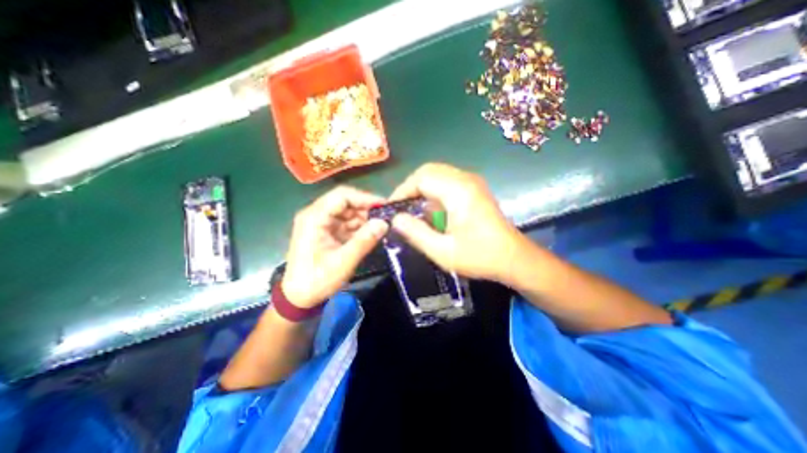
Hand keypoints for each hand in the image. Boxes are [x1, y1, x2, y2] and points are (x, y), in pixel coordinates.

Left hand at [281, 186, 387, 309]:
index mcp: (314, 218)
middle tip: (387, 217)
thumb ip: (364, 241)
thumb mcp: (343, 262)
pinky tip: (372, 233)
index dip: (364, 198)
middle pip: (345, 202)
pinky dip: (360, 228)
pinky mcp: (327, 232)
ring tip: (383, 226)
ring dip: (365, 219)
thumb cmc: (317, 280)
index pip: (342, 196)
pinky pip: (347, 224)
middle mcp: (317, 215)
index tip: (384, 205)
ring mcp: (322, 224)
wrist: (298, 298)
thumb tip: (384, 223)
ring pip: (348, 213)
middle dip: (366, 209)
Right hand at [389, 162, 522, 282]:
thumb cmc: (480, 257)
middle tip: (401, 208)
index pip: (421, 178)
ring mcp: (472, 182)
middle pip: (429, 171)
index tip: (392, 208)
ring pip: (437, 175)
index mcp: (458, 191)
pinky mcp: (474, 189)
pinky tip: (431, 211)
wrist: (513, 258)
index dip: (403, 190)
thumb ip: (416, 233)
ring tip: (412, 210)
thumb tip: (396, 219)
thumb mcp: (443, 251)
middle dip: (411, 188)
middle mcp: (466, 179)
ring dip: (422, 189)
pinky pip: (447, 182)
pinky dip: (433, 192)